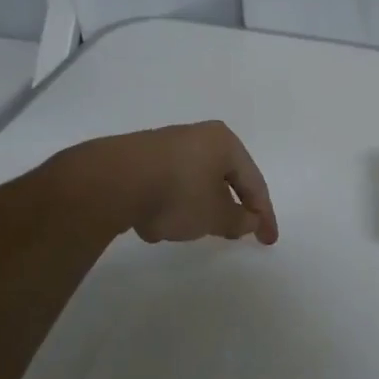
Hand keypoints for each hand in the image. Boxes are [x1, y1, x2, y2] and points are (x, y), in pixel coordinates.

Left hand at [57, 122, 278, 244]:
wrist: (110, 181)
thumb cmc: (178, 194)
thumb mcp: (216, 216)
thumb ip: (240, 221)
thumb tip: (249, 221)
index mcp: (225, 143)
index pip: (255, 183)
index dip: (264, 216)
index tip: (267, 241)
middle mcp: (198, 137)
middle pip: (223, 180)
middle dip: (227, 209)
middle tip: (234, 233)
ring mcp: (165, 145)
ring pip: (193, 185)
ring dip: (195, 210)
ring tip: (185, 232)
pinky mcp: (138, 158)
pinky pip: (165, 187)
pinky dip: (168, 206)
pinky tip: (153, 225)